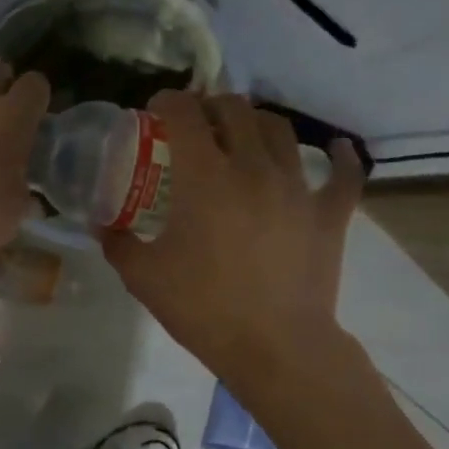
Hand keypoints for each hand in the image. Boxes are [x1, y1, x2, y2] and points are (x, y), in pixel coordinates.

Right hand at [103, 91, 365, 386]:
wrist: (275, 348)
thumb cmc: (204, 308)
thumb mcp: (144, 277)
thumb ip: (118, 243)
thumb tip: (103, 225)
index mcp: (205, 176)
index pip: (184, 113)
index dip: (167, 101)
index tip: (157, 110)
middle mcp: (253, 167)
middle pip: (235, 110)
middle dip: (211, 106)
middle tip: (197, 124)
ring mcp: (297, 187)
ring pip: (280, 130)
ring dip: (256, 123)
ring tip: (244, 135)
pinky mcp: (329, 213)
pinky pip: (344, 173)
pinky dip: (340, 157)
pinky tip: (334, 148)